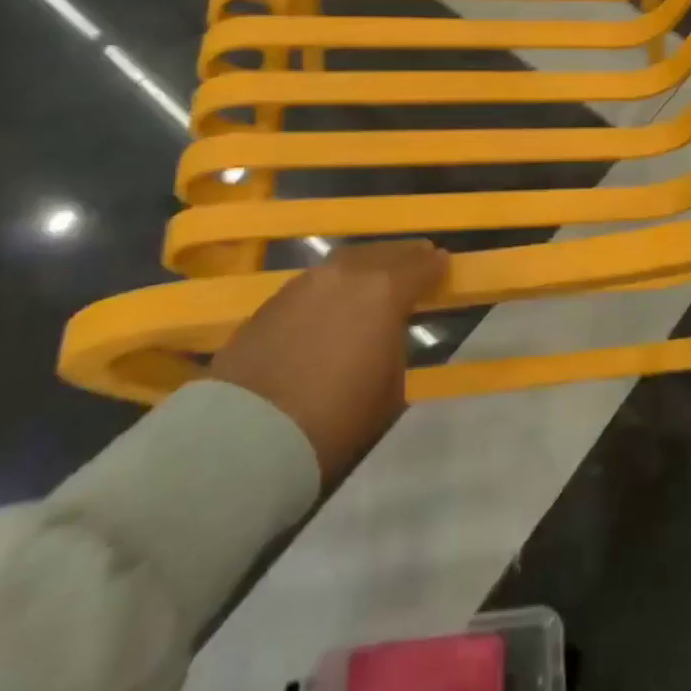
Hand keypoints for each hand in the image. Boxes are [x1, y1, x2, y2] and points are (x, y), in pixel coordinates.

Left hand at [211, 240, 447, 480]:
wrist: (246, 437)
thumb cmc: (335, 419)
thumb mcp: (390, 390)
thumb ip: (393, 349)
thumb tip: (384, 338)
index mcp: (384, 291)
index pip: (421, 266)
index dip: (436, 266)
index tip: (444, 265)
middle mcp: (345, 275)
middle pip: (383, 253)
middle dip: (403, 257)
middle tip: (415, 261)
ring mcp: (303, 284)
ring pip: (345, 263)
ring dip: (364, 267)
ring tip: (373, 280)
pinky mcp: (270, 303)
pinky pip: (314, 284)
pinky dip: (331, 288)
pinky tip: (331, 305)